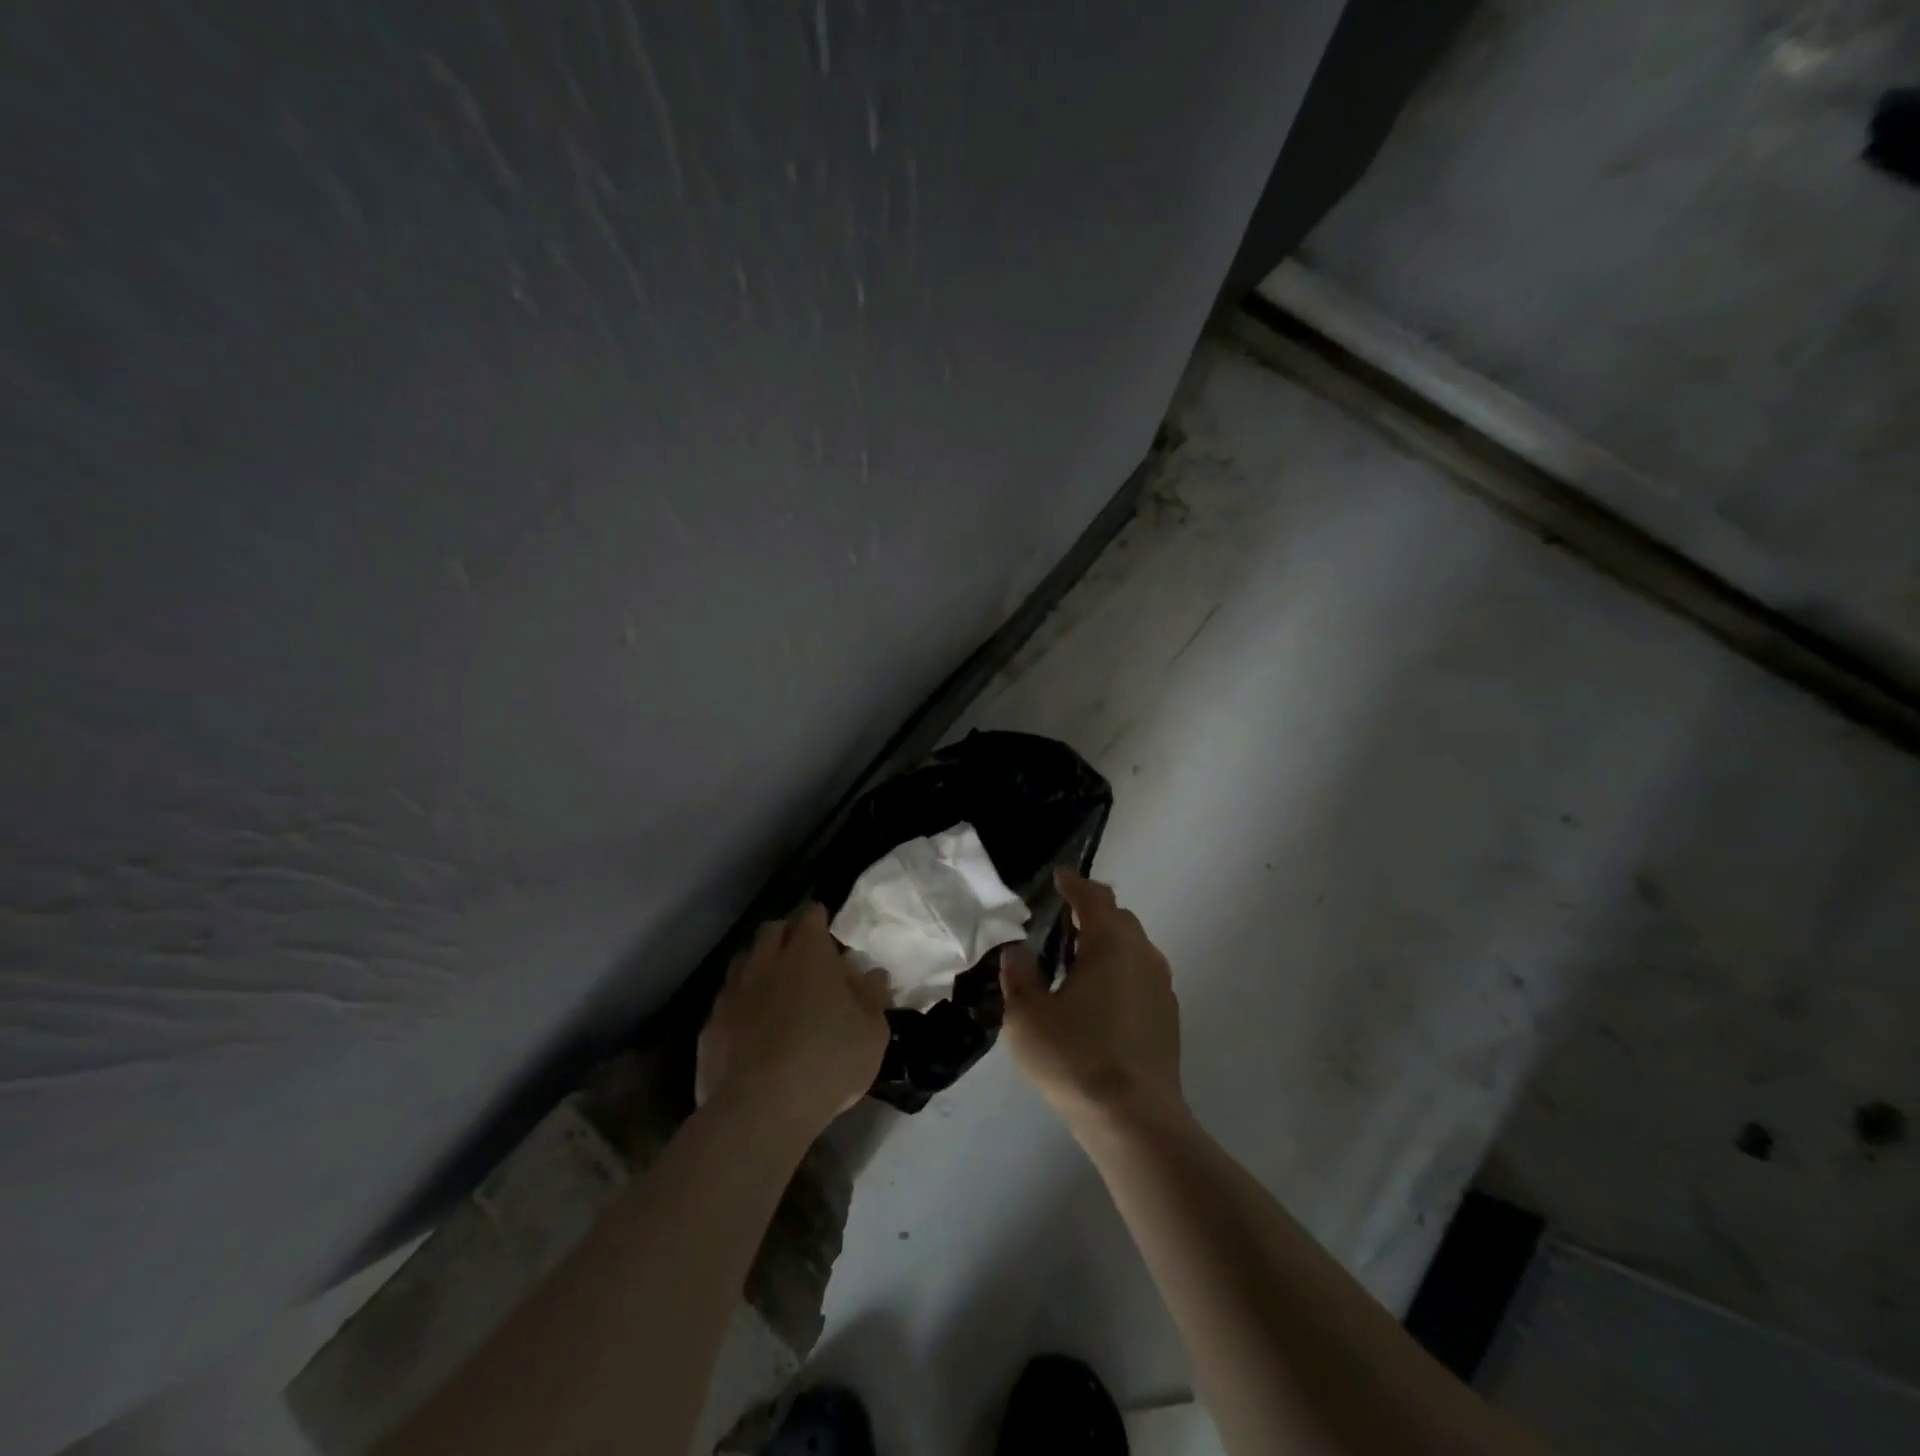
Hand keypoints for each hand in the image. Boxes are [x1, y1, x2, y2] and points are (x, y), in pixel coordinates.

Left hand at [697, 904, 891, 1135]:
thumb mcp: (872, 1031)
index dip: (821, 920)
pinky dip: (741, 1004)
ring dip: (760, 965)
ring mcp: (733, 991)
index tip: (829, 933)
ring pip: (745, 960)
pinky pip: (727, 1000)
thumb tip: (872, 974)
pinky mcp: (710, 1025)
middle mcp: (766, 960)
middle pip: (773, 930)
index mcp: (808, 952)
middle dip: (788, 934)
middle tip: (804, 956)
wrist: (760, 1109)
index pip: (812, 915)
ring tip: (776, 988)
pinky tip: (751, 1027)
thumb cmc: (828, 1059)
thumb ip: (872, 996)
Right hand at [999, 869, 1184, 1129]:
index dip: (1074, 884)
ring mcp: (1161, 985)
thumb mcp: (1028, 1016)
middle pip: (1118, 918)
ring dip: (1106, 944)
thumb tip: (1018, 950)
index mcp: (1110, 944)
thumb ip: (1019, 975)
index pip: (1094, 897)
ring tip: (1076, 962)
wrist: (1135, 1119)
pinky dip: (1119, 970)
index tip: (1059, 878)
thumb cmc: (1075, 1058)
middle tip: (1060, 923)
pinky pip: (1141, 974)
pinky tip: (1099, 999)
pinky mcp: (1169, 1015)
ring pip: (1133, 947)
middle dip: (1090, 913)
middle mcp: (1143, 954)